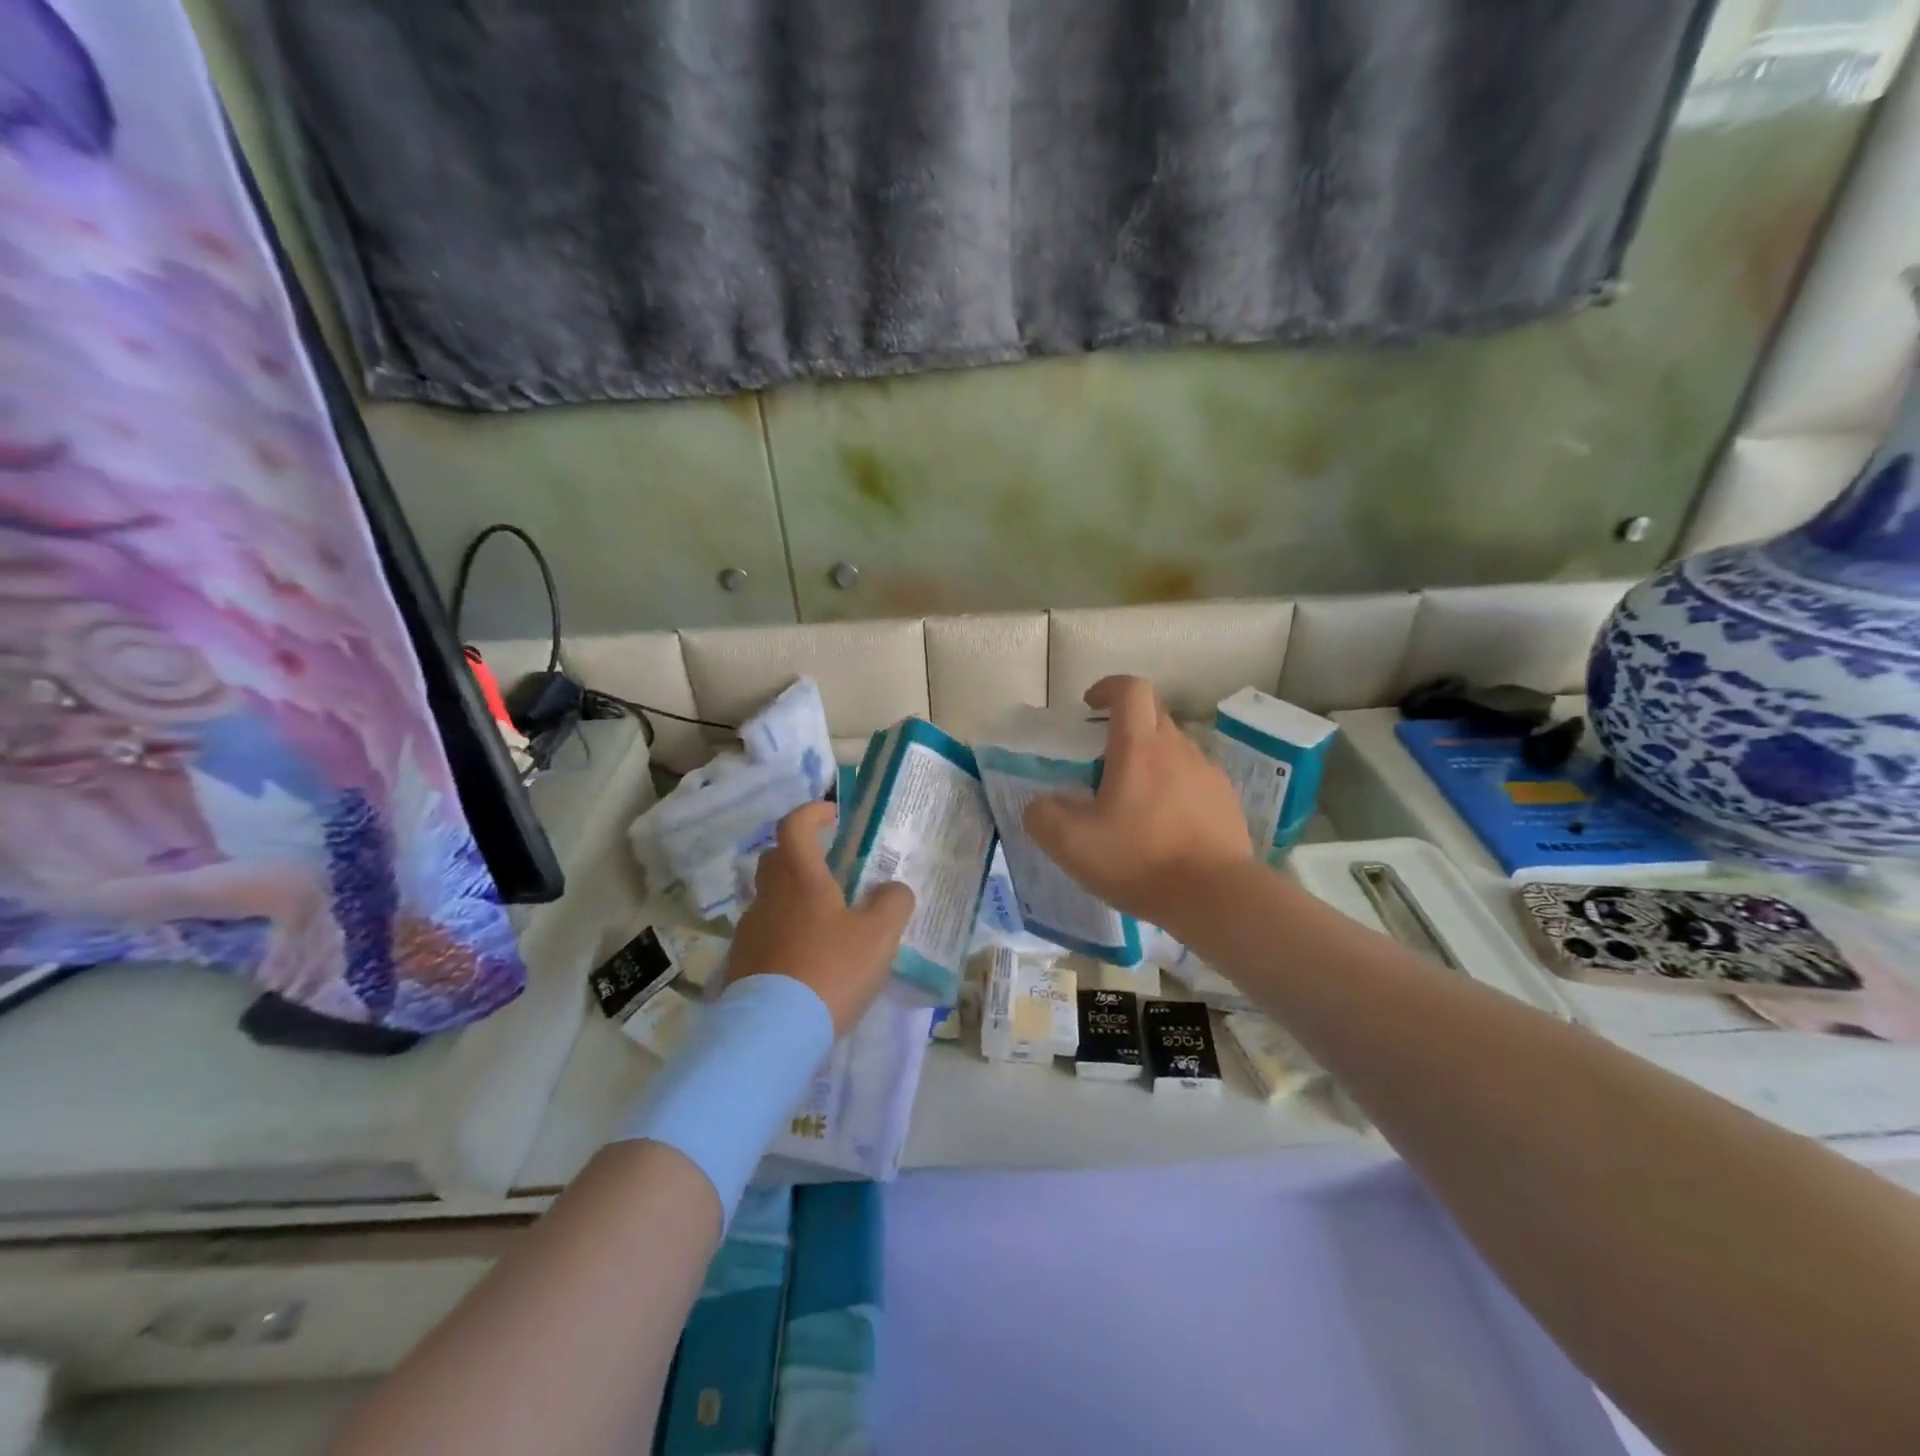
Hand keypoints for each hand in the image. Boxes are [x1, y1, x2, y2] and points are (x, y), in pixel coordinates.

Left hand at [726, 801, 915, 1035]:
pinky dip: (784, 931)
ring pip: (770, 896)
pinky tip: (806, 957)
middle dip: (800, 852)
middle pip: (776, 857)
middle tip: (830, 867)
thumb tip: (893, 889)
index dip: (812, 812)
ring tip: (825, 920)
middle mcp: (769, 896)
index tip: (833, 816)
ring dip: (793, 896)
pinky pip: (765, 931)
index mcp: (800, 878)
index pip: (794, 825)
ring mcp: (750, 929)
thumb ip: (893, 903)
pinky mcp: (742, 962)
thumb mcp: (879, 936)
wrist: (772, 1032)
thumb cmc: (830, 971)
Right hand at [1023, 675, 1252, 934]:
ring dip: (1150, 760)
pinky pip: (1194, 780)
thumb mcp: (1072, 844)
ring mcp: (1208, 773)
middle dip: (1124, 726)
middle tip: (1101, 762)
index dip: (1107, 688)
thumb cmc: (1140, 860)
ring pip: (1174, 749)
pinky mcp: (1226, 801)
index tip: (1089, 706)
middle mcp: (1178, 748)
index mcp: (1139, 746)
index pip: (1130, 688)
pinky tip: (1164, 827)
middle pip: (1152, 715)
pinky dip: (1174, 788)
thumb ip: (1043, 816)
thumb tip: (1039, 805)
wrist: (1215, 897)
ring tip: (1132, 802)